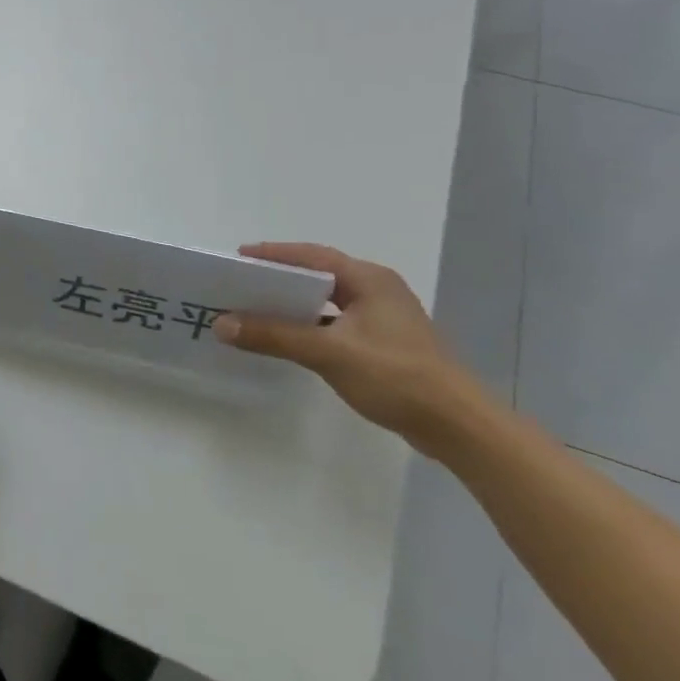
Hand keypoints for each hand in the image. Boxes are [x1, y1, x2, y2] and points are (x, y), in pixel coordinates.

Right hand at [215, 242, 496, 456]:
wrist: (458, 426)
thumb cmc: (396, 376)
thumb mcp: (328, 352)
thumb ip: (274, 335)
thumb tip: (221, 324)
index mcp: (369, 280)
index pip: (311, 256)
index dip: (273, 254)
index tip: (238, 257)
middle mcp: (377, 290)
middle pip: (319, 276)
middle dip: (280, 278)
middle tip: (241, 282)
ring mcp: (384, 318)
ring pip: (328, 301)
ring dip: (294, 304)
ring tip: (256, 308)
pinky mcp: (385, 344)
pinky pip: (336, 323)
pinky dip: (310, 325)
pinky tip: (288, 338)